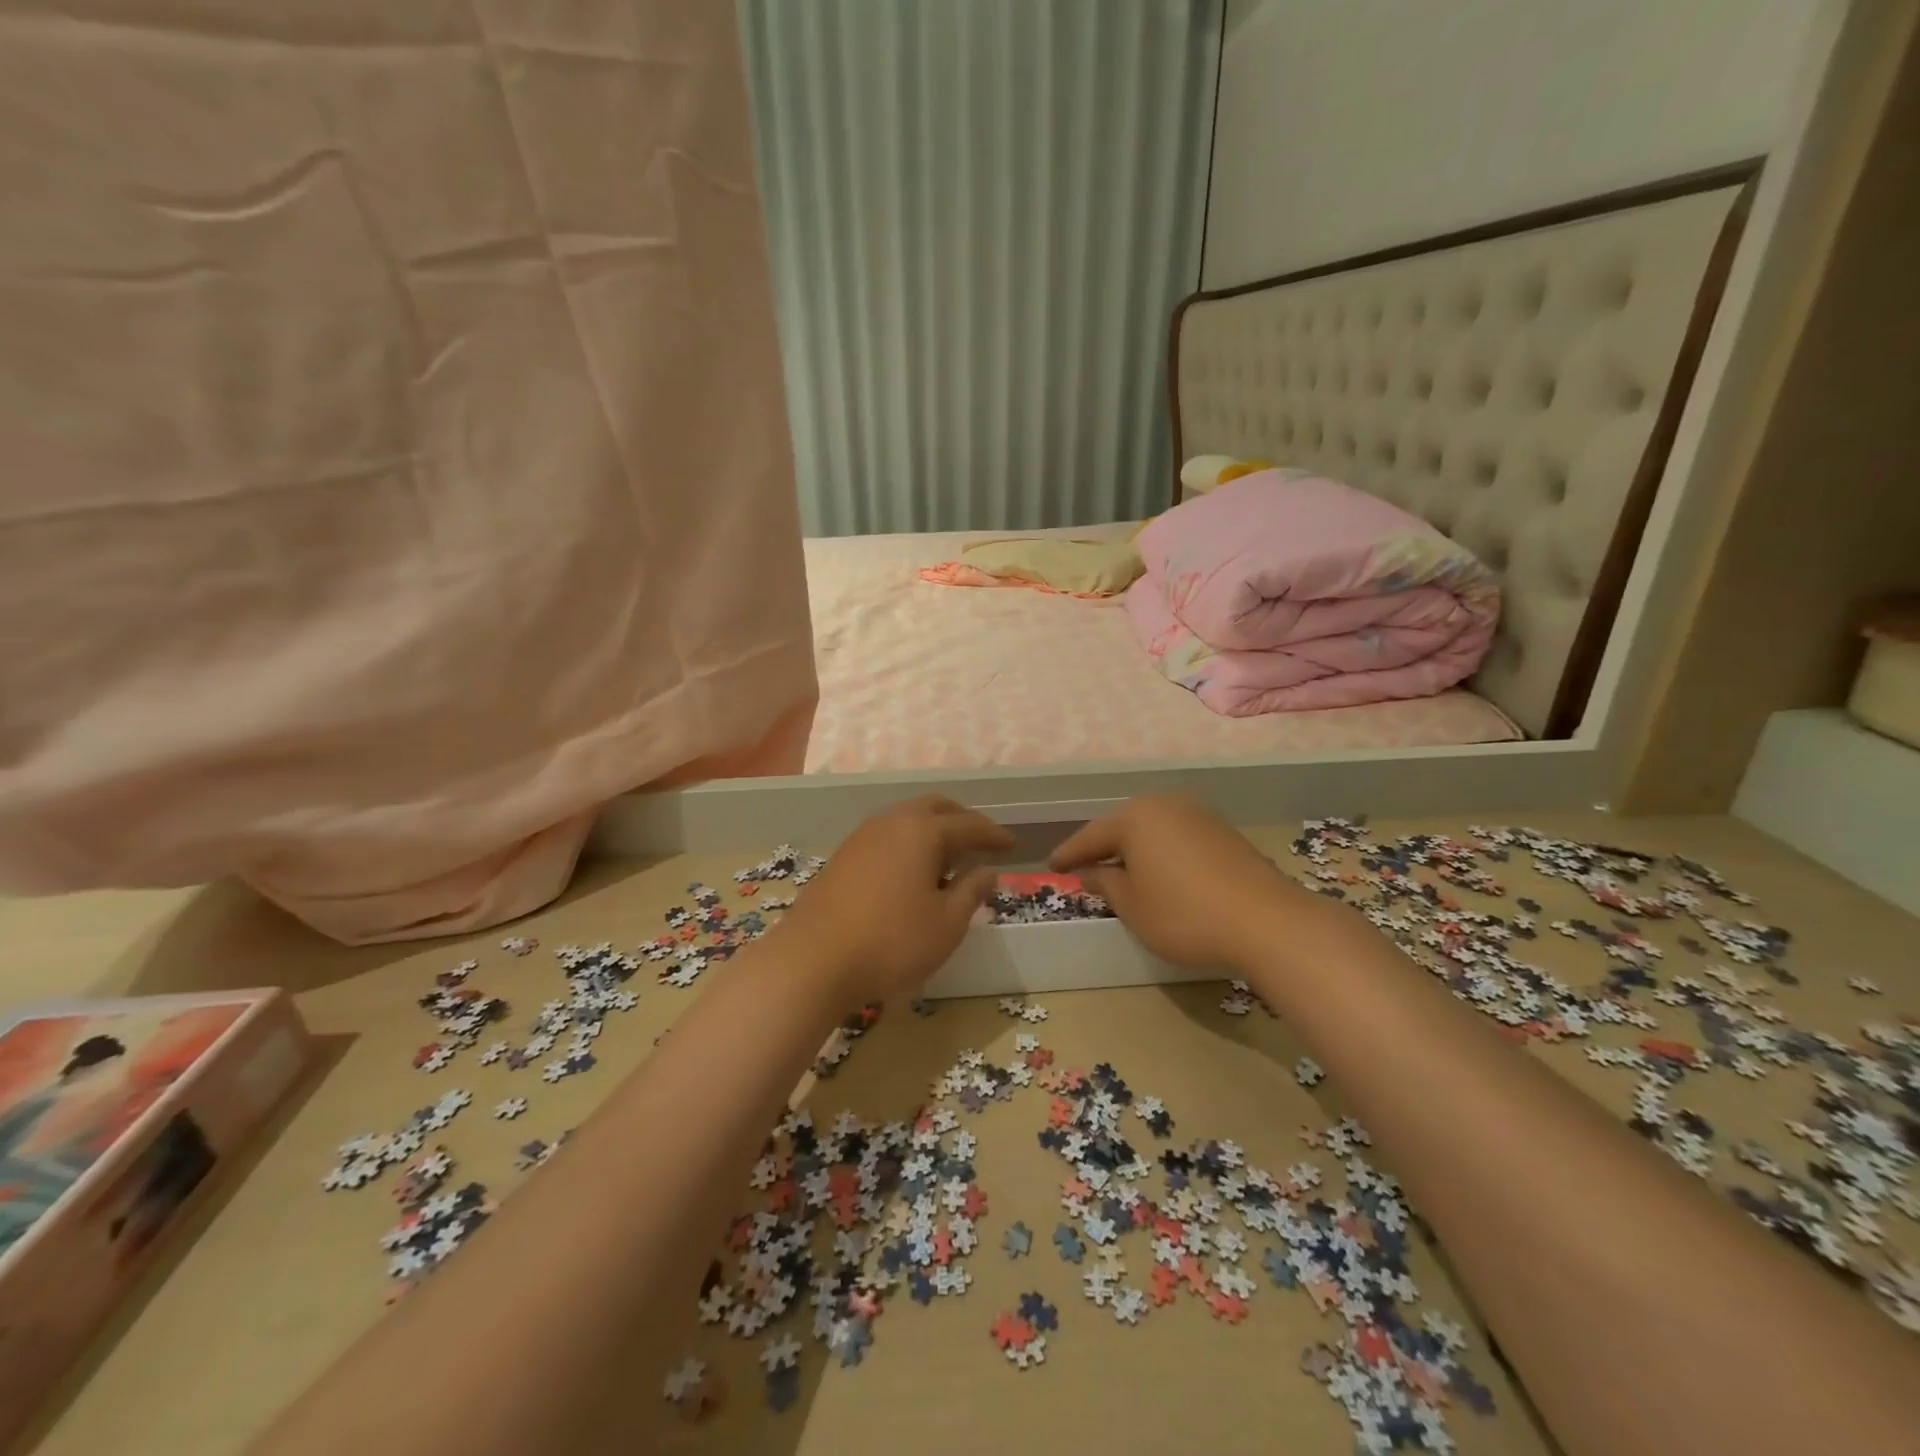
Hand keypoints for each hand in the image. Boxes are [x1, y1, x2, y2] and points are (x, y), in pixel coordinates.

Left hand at [775, 796, 1012, 1003]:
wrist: (813, 960)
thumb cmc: (891, 942)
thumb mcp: (946, 924)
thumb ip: (971, 892)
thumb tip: (987, 871)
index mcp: (923, 832)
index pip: (969, 825)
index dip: (994, 834)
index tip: (1012, 845)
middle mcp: (892, 822)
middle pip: (936, 807)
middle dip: (962, 820)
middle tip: (981, 842)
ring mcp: (863, 836)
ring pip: (907, 817)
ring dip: (933, 829)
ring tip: (949, 857)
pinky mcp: (844, 855)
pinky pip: (887, 834)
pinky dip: (909, 841)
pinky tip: (912, 870)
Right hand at [1050, 794, 1310, 969]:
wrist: (1267, 921)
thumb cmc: (1185, 914)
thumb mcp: (1133, 906)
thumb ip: (1106, 884)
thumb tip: (1091, 872)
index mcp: (1136, 817)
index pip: (1091, 836)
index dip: (1070, 855)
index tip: (1052, 867)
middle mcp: (1165, 805)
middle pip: (1123, 826)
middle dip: (1104, 848)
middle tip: (1085, 868)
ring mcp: (1199, 815)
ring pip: (1153, 830)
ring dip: (1135, 851)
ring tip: (1122, 873)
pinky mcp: (1224, 832)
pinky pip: (1178, 837)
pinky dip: (1162, 853)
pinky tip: (1161, 874)